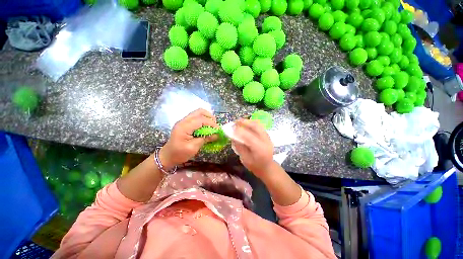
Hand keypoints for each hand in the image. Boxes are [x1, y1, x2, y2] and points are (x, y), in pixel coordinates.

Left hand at [159, 109, 218, 168]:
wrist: (167, 156)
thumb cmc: (179, 153)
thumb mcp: (193, 148)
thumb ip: (205, 139)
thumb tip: (217, 135)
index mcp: (184, 126)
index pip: (201, 119)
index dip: (211, 123)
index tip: (218, 130)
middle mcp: (183, 121)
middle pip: (199, 112)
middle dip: (210, 117)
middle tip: (215, 125)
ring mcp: (184, 121)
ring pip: (198, 113)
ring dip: (207, 118)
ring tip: (212, 126)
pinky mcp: (185, 123)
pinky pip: (196, 117)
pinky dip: (203, 120)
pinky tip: (206, 127)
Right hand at [232, 119, 273, 179]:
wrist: (268, 167)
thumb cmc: (255, 166)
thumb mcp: (245, 159)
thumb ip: (239, 147)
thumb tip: (233, 136)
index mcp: (260, 149)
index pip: (249, 137)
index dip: (240, 131)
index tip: (231, 128)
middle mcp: (265, 140)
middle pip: (255, 127)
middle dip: (245, 122)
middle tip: (235, 121)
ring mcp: (268, 137)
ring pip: (258, 125)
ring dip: (248, 121)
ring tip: (240, 121)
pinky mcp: (267, 135)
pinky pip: (259, 126)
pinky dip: (252, 123)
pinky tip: (246, 124)